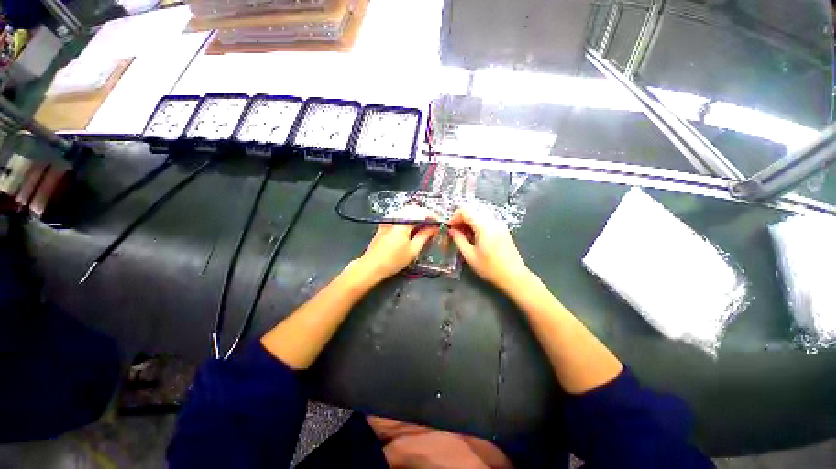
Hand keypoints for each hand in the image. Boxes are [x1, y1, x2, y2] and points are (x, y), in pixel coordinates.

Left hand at [355, 206, 438, 283]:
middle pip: (414, 209)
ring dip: (417, 216)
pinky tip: (413, 227)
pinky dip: (409, 219)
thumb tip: (434, 227)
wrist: (371, 266)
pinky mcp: (385, 223)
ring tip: (425, 227)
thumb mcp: (413, 250)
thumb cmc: (393, 261)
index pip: (421, 212)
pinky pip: (400, 215)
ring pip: (406, 211)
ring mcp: (388, 219)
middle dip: (425, 214)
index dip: (432, 215)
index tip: (440, 222)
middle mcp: (394, 217)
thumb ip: (424, 236)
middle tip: (433, 225)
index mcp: (402, 223)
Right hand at [449, 208, 531, 291]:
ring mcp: (500, 224)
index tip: (449, 228)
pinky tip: (475, 237)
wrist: (514, 276)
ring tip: (464, 235)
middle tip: (455, 231)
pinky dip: (478, 224)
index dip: (455, 217)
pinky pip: (487, 220)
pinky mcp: (503, 229)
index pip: (466, 211)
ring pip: (480, 214)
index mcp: (484, 226)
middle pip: (473, 210)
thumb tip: (452, 230)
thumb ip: (459, 240)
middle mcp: (493, 221)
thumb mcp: (470, 255)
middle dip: (462, 218)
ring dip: (470, 221)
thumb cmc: (490, 268)